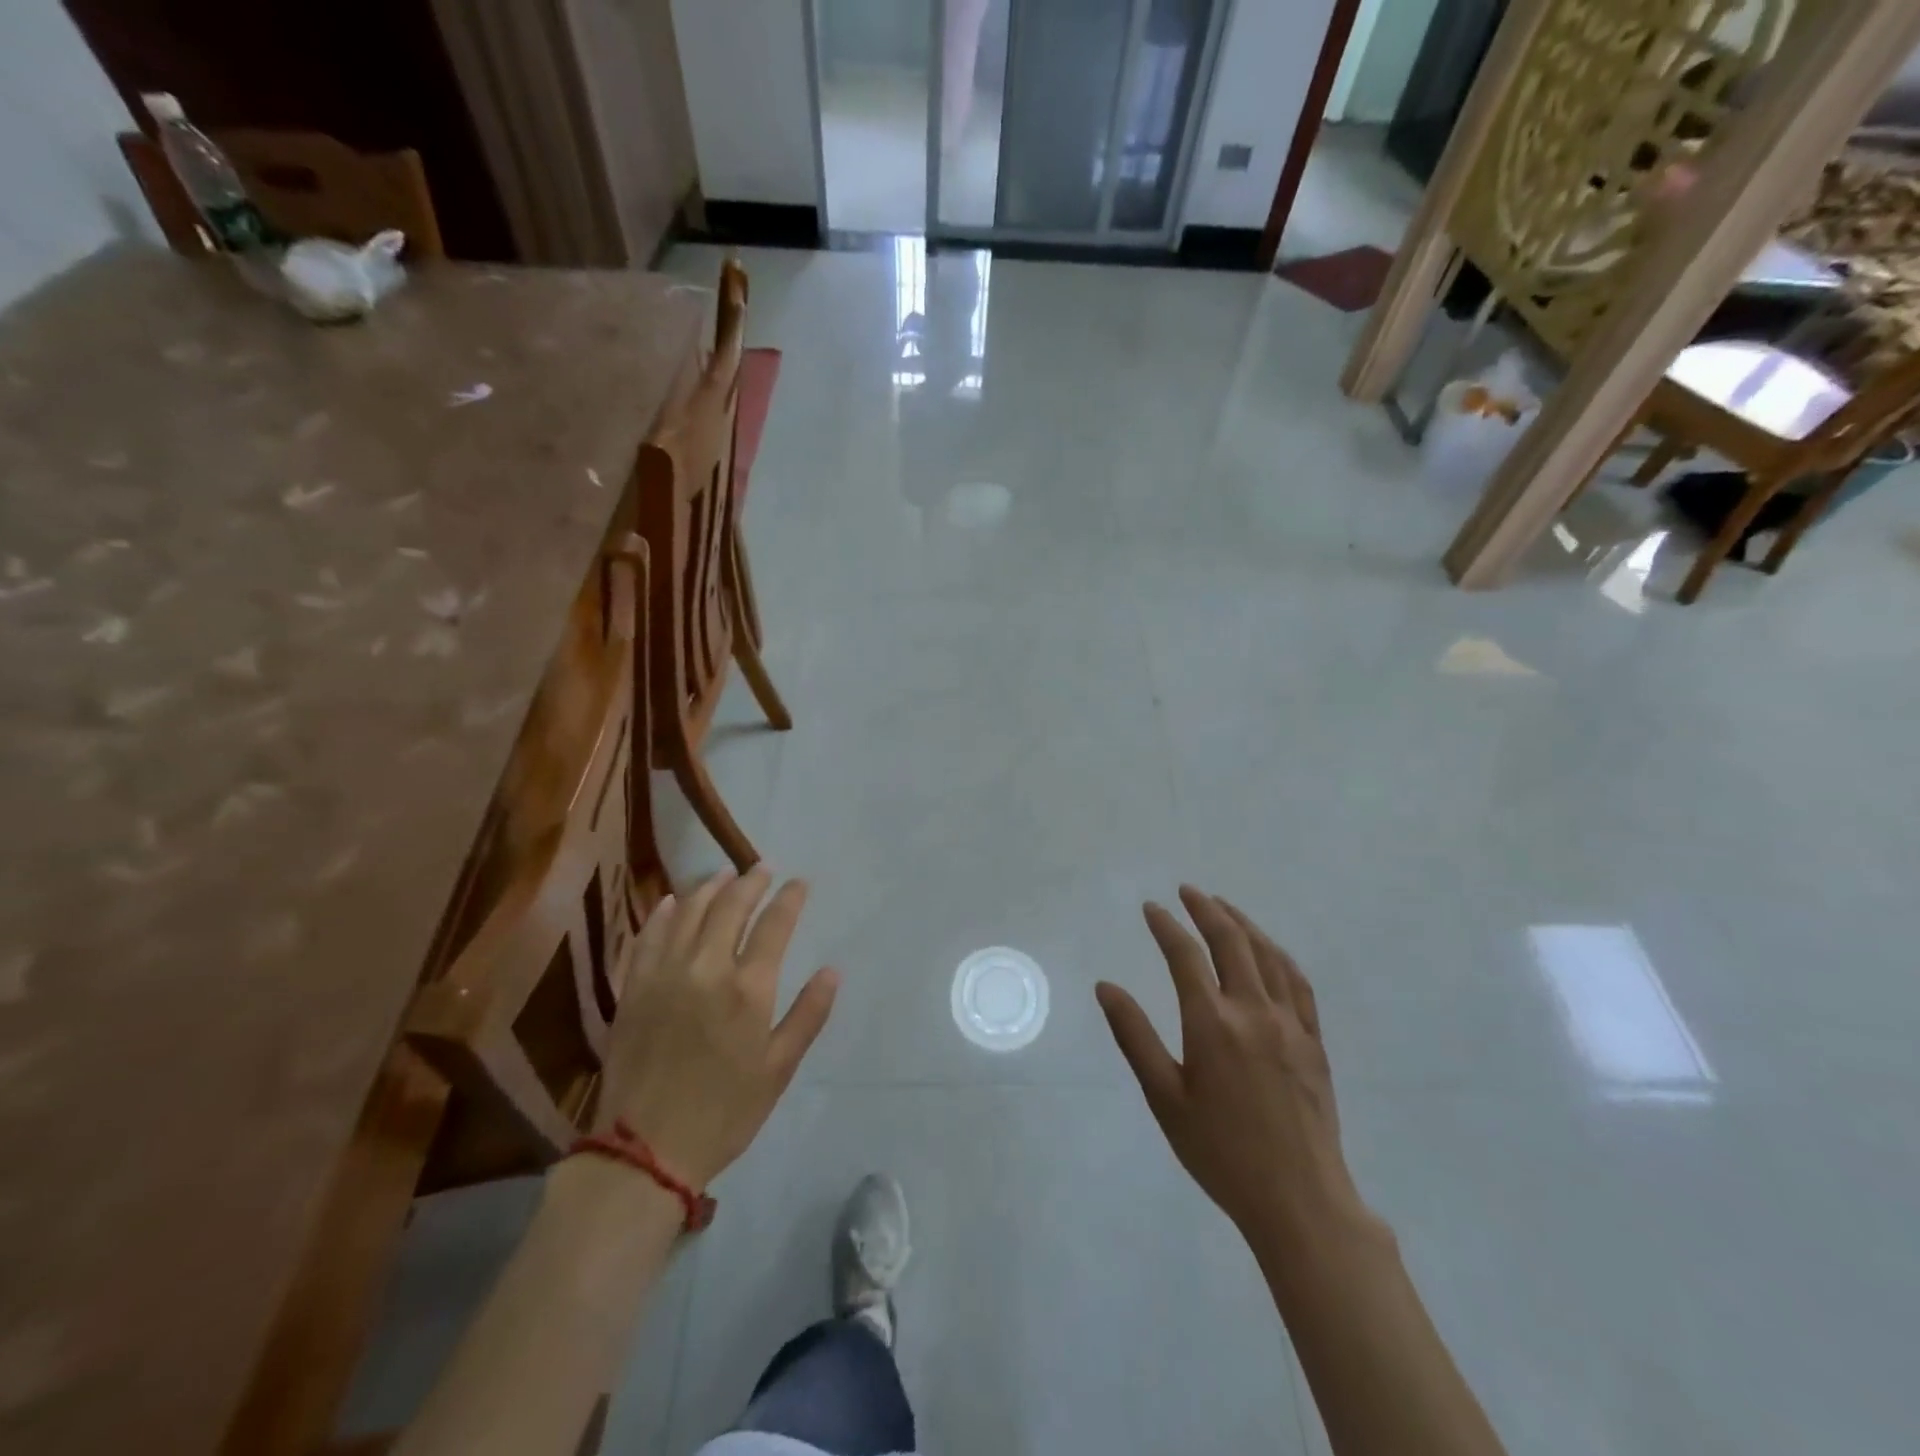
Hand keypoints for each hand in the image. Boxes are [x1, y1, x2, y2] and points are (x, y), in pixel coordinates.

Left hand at [597, 869, 837, 1188]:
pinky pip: (648, 936)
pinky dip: (664, 913)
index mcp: (748, 988)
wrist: (644, 1150)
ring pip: (689, 912)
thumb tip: (832, 971)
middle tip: (762, 868)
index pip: (775, 924)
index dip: (789, 898)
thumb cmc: (724, 1112)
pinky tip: (673, 901)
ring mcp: (664, 974)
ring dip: (709, 887)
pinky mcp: (634, 987)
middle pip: (730, 906)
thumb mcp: (779, 1069)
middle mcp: (706, 968)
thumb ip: (808, 1014)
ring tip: (723, 874)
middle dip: (750, 881)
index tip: (799, 882)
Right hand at [1096, 887, 1366, 1244]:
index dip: (1165, 926)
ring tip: (1223, 905)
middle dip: (1206, 909)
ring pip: (1267, 954)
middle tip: (1187, 891)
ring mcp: (1290, 1023)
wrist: (1299, 1200)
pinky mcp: (1313, 1040)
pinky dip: (1278, 954)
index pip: (1184, 955)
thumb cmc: (1220, 1152)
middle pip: (1230, 941)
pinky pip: (1297, 982)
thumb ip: (1134, 1036)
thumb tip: (1105, 987)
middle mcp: (1253, 1010)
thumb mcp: (1164, 1097)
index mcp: (1212, 1023)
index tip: (1150, 907)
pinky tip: (1268, 949)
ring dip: (1243, 923)